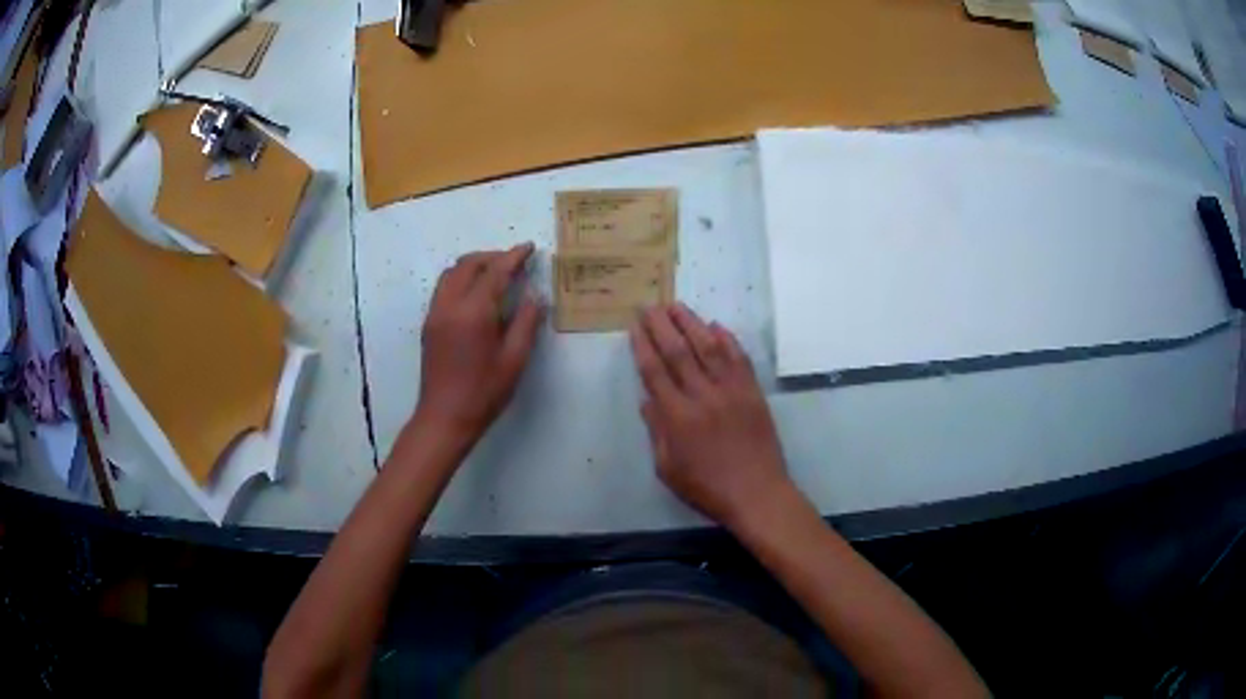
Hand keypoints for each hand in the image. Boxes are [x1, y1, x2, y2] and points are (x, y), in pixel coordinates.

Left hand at [415, 244, 544, 444]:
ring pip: (452, 273)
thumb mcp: (514, 359)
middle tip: (514, 262)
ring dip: (474, 266)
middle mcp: (450, 305)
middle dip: (492, 257)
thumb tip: (534, 295)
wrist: (444, 418)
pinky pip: (444, 288)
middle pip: (468, 264)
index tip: (529, 247)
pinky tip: (477, 294)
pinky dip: (461, 279)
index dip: (513, 257)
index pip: (495, 272)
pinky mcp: (429, 324)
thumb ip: (526, 322)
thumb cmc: (484, 392)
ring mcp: (435, 313)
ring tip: (496, 274)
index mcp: (474, 312)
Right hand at [631, 304, 797, 533]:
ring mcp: (731, 391)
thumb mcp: (669, 469)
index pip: (655, 372)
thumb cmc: (707, 488)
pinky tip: (716, 326)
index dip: (643, 346)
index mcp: (677, 417)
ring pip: (708, 348)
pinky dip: (727, 340)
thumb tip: (646, 400)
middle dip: (661, 326)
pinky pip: (739, 359)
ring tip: (677, 306)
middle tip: (650, 306)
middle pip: (678, 352)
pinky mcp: (752, 392)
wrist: (757, 493)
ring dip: (691, 324)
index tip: (635, 326)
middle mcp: (702, 396)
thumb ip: (657, 432)